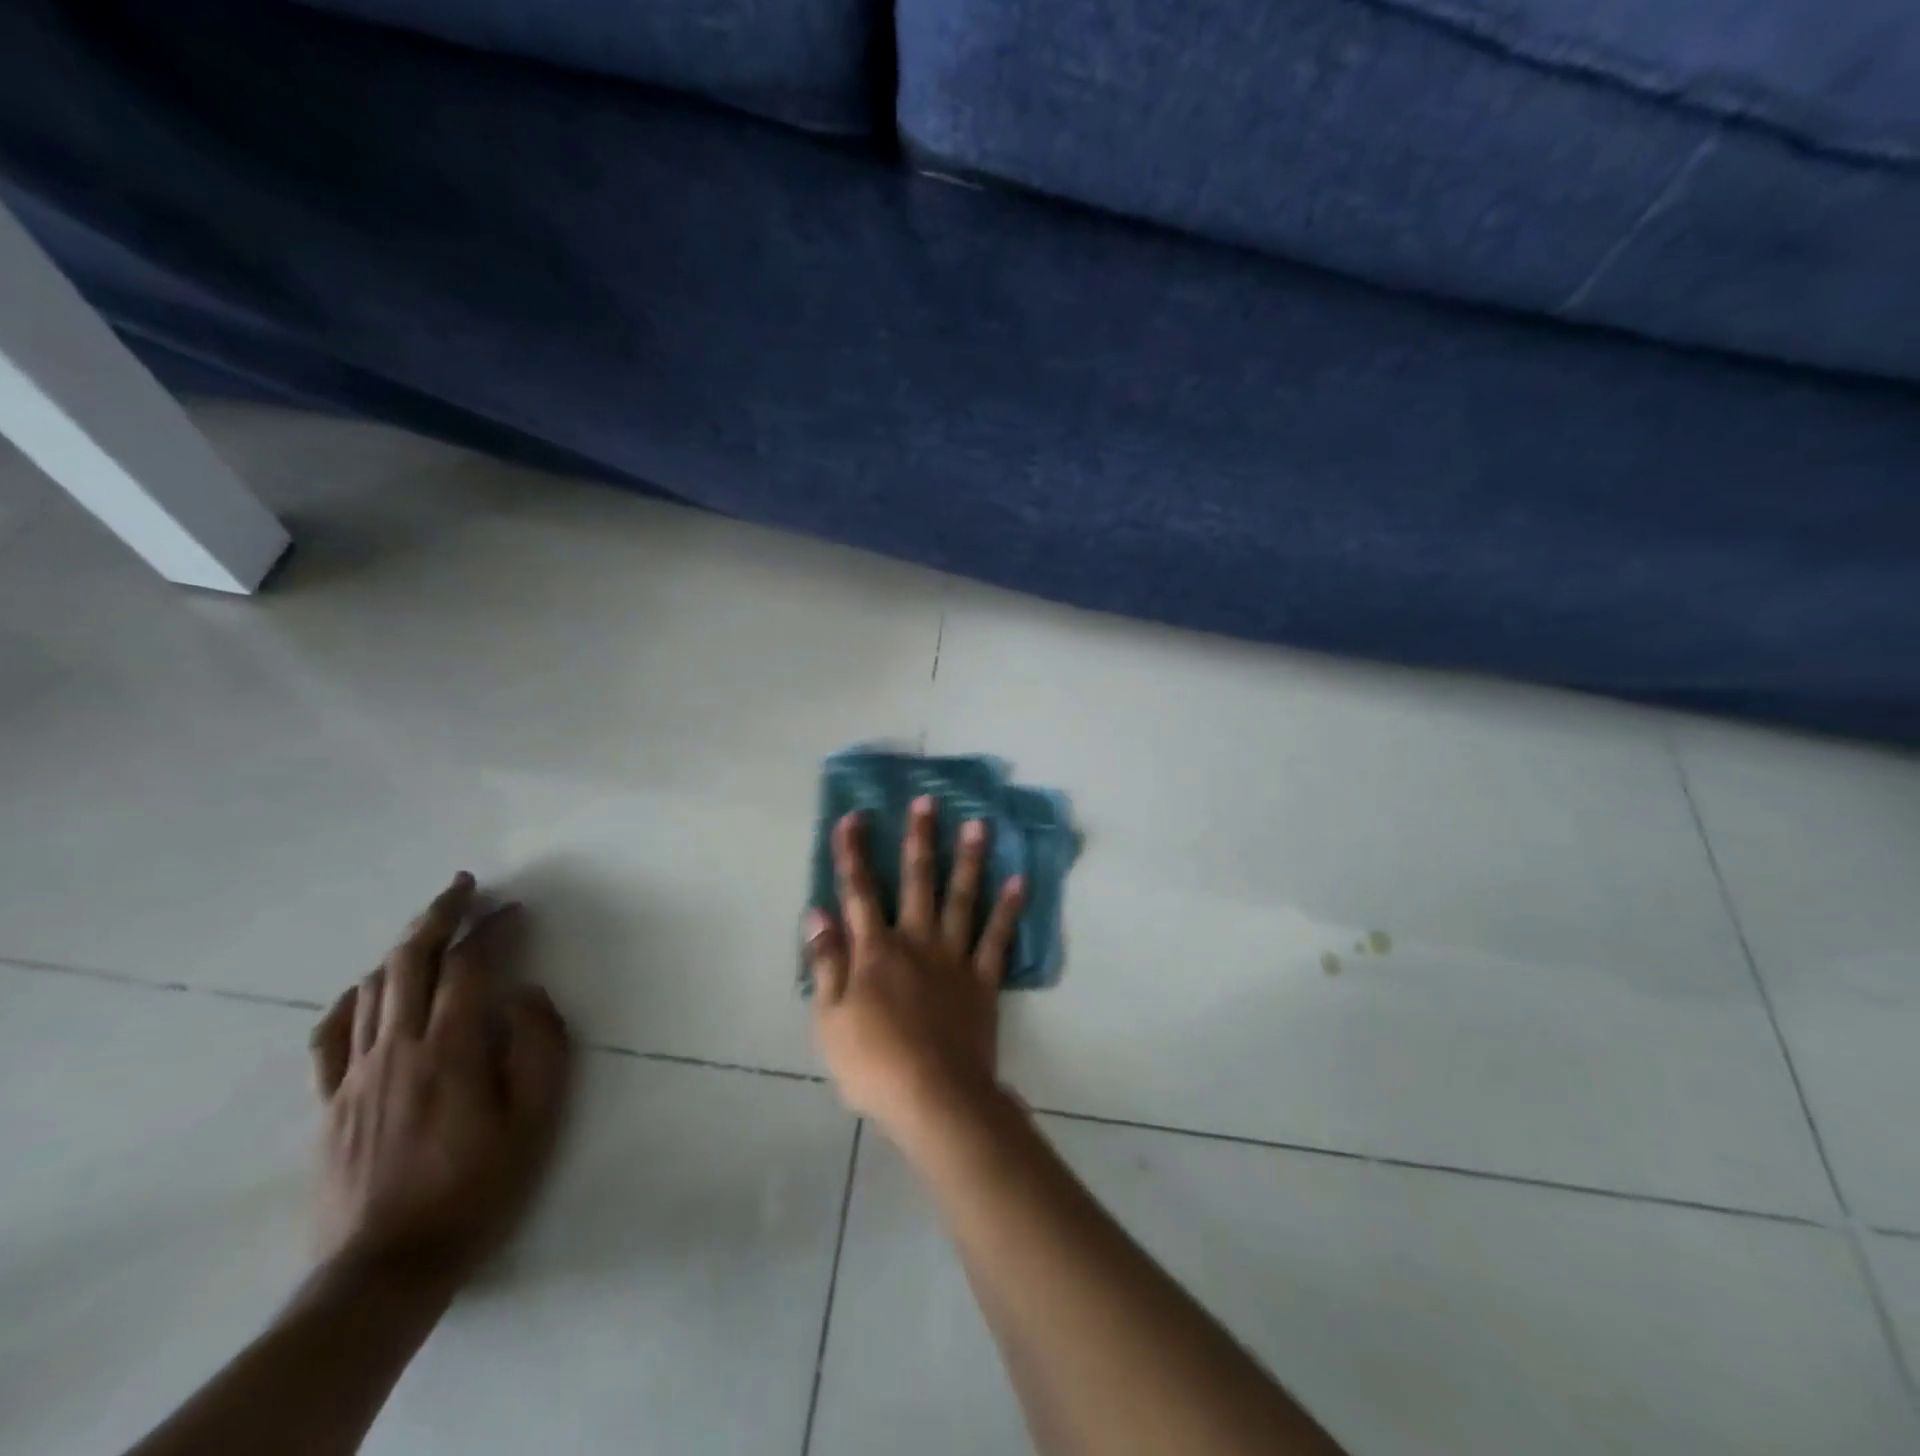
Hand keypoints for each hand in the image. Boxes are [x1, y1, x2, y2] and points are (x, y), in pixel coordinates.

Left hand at [307, 873, 572, 1292]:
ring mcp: (354, 1075)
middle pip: (411, 960)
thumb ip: (540, 1048)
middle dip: (439, 914)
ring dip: (403, 945)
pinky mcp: (328, 1103)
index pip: (471, 967)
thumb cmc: (477, 1189)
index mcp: (450, 1050)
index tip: (517, 910)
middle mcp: (397, 1049)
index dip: (494, 929)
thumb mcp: (537, 1120)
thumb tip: (528, 994)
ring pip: (372, 988)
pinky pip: (329, 1035)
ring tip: (429, 923)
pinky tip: (369, 986)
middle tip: (464, 886)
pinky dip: (352, 998)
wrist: (386, 1269)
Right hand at [807, 799, 1024, 1138]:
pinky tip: (1019, 879)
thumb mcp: (830, 1019)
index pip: (858, 891)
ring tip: (978, 823)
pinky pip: (998, 936)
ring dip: (969, 859)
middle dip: (919, 838)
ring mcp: (954, 957)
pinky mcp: (983, 978)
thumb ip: (826, 962)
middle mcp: (916, 941)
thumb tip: (818, 912)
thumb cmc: (873, 1063)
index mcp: (875, 950)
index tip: (854, 816)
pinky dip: (1009, 908)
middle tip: (927, 801)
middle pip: (916, 881)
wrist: (934, 1097)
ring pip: (961, 897)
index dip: (853, 853)